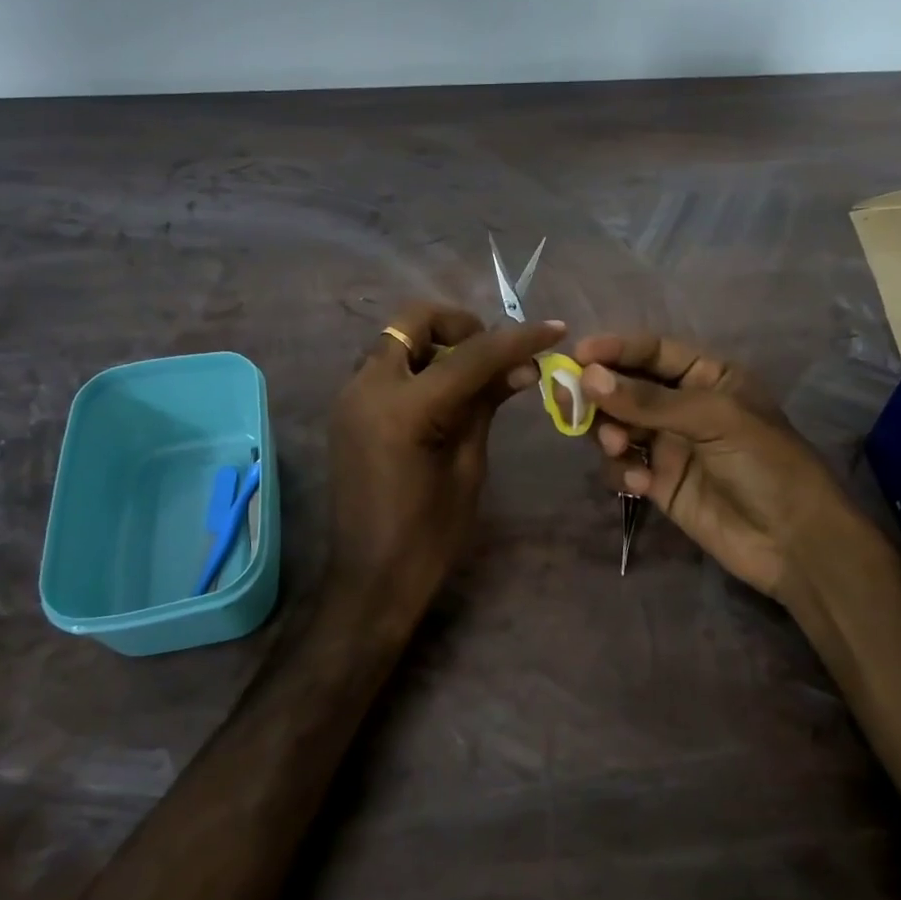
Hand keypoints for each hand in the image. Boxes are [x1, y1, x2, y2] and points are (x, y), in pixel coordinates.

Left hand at [329, 302, 565, 620]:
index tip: (554, 329)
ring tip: (473, 376)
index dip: (516, 340)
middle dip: (460, 325)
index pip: (470, 355)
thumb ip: (487, 404)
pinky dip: (416, 364)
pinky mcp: (346, 409)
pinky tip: (443, 394)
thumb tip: (523, 365)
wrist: (369, 579)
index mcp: (404, 409)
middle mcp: (367, 388)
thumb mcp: (468, 466)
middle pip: (414, 320)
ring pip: (396, 339)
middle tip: (494, 353)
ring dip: (436, 343)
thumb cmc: (429, 536)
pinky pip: (384, 365)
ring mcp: (350, 396)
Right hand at [576, 332, 886, 598]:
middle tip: (569, 402)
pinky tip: (638, 483)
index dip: (615, 349)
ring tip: (614, 446)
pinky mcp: (659, 483)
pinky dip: (621, 470)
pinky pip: (624, 465)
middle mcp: (684, 406)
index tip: (578, 355)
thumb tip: (588, 377)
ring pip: (618, 426)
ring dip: (607, 432)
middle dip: (598, 393)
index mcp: (708, 377)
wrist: (794, 543)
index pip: (653, 351)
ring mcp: (670, 445)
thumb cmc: (765, 464)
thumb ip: (649, 400)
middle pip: (626, 387)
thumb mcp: (714, 419)